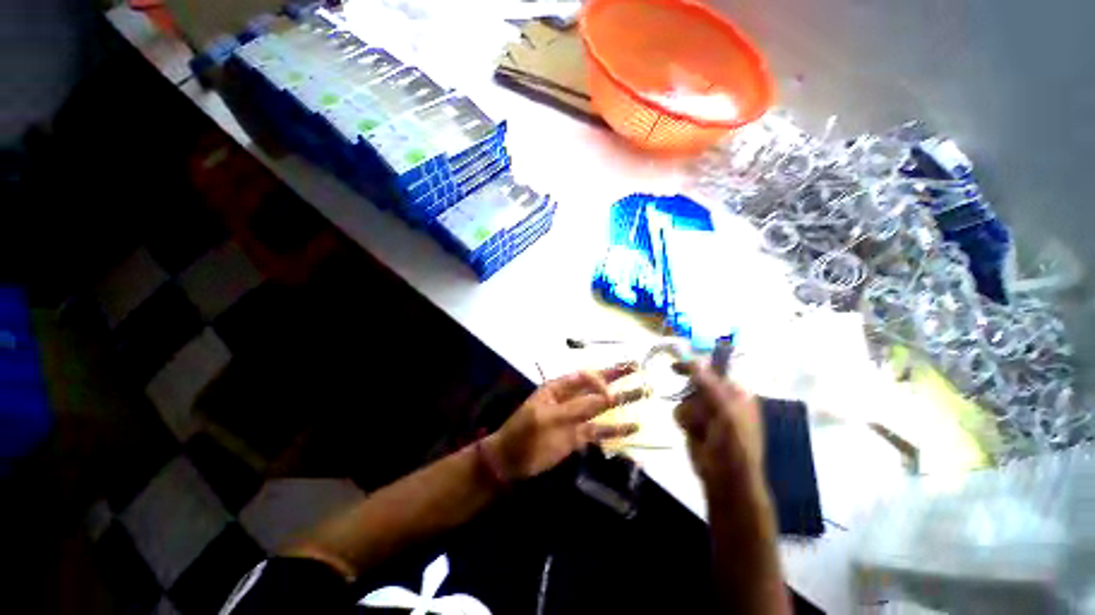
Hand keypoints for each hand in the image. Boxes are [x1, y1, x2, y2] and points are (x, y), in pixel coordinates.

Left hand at [486, 363, 643, 479]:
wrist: (510, 461)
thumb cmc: (524, 433)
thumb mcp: (547, 418)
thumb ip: (576, 408)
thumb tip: (605, 398)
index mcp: (558, 388)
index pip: (583, 377)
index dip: (600, 380)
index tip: (611, 392)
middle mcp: (569, 399)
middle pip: (596, 387)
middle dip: (616, 379)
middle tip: (637, 370)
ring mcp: (575, 418)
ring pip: (601, 407)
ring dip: (620, 401)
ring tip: (643, 393)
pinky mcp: (577, 437)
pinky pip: (599, 431)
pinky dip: (615, 429)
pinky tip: (633, 427)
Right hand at [673, 362, 763, 487]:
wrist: (725, 477)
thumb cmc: (734, 444)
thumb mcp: (725, 411)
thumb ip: (710, 385)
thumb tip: (696, 360)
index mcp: (736, 393)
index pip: (714, 370)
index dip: (695, 366)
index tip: (676, 366)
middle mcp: (721, 399)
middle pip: (695, 384)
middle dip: (691, 394)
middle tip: (689, 399)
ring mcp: (706, 412)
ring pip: (684, 398)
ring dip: (689, 412)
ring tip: (700, 428)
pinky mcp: (693, 422)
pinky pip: (679, 411)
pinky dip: (684, 421)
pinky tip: (693, 433)